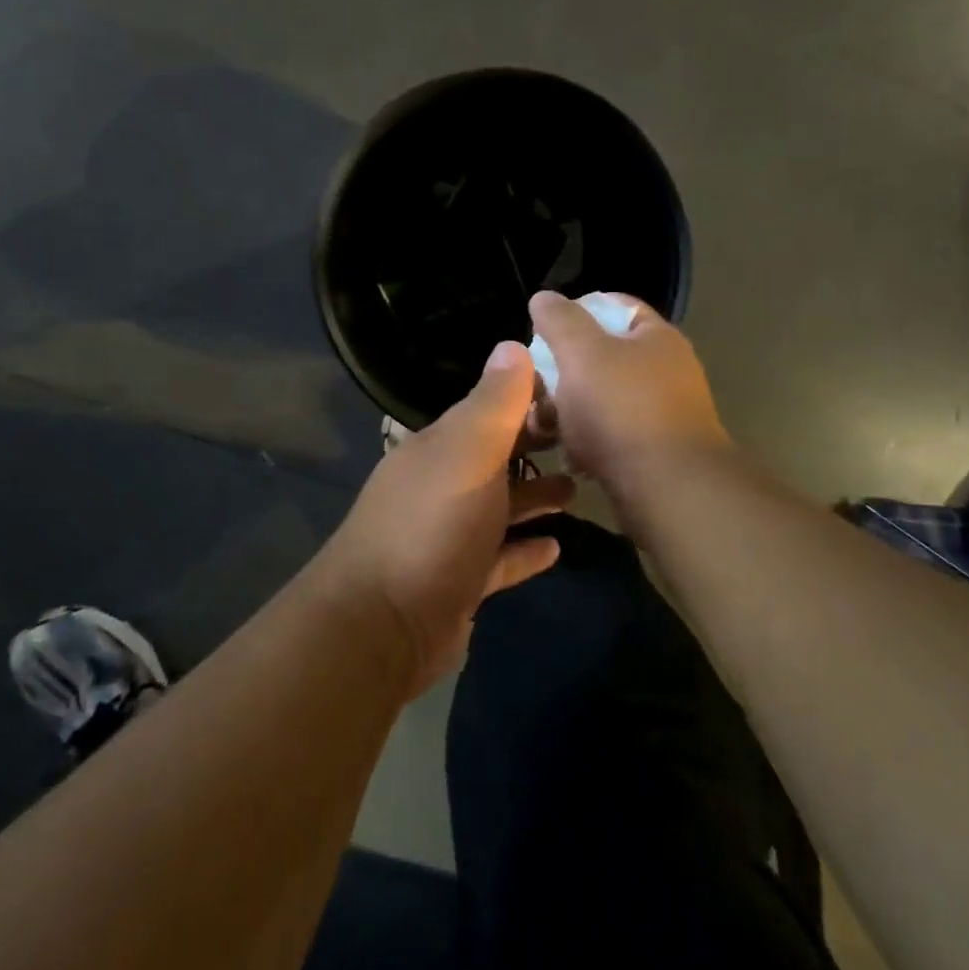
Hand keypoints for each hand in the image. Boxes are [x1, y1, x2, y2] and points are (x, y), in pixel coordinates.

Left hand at [319, 341, 575, 693]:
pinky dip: (524, 550)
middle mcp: (441, 486)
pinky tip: (556, 547)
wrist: (382, 624)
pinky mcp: (459, 583)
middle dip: (535, 448)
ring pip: (499, 508)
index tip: (574, 396)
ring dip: (534, 497)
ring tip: (578, 490)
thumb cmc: (432, 526)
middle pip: (495, 458)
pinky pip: (499, 559)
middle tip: (586, 443)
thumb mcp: (467, 453)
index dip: (527, 400)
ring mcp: (448, 537)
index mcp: (440, 449)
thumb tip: (512, 345)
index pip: (487, 411)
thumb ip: (494, 403)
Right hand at [526, 290, 730, 509]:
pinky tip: (572, 457)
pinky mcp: (656, 453)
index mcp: (656, 337)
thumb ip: (560, 321)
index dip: (577, 310)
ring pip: (604, 400)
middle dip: (565, 370)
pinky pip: (613, 437)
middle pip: (605, 357)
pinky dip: (589, 443)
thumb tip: (544, 297)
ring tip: (544, 426)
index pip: (615, 306)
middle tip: (535, 383)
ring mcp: (664, 414)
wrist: (670, 489)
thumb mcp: (582, 354)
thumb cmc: (623, 410)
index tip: (542, 329)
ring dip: (571, 411)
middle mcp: (666, 371)